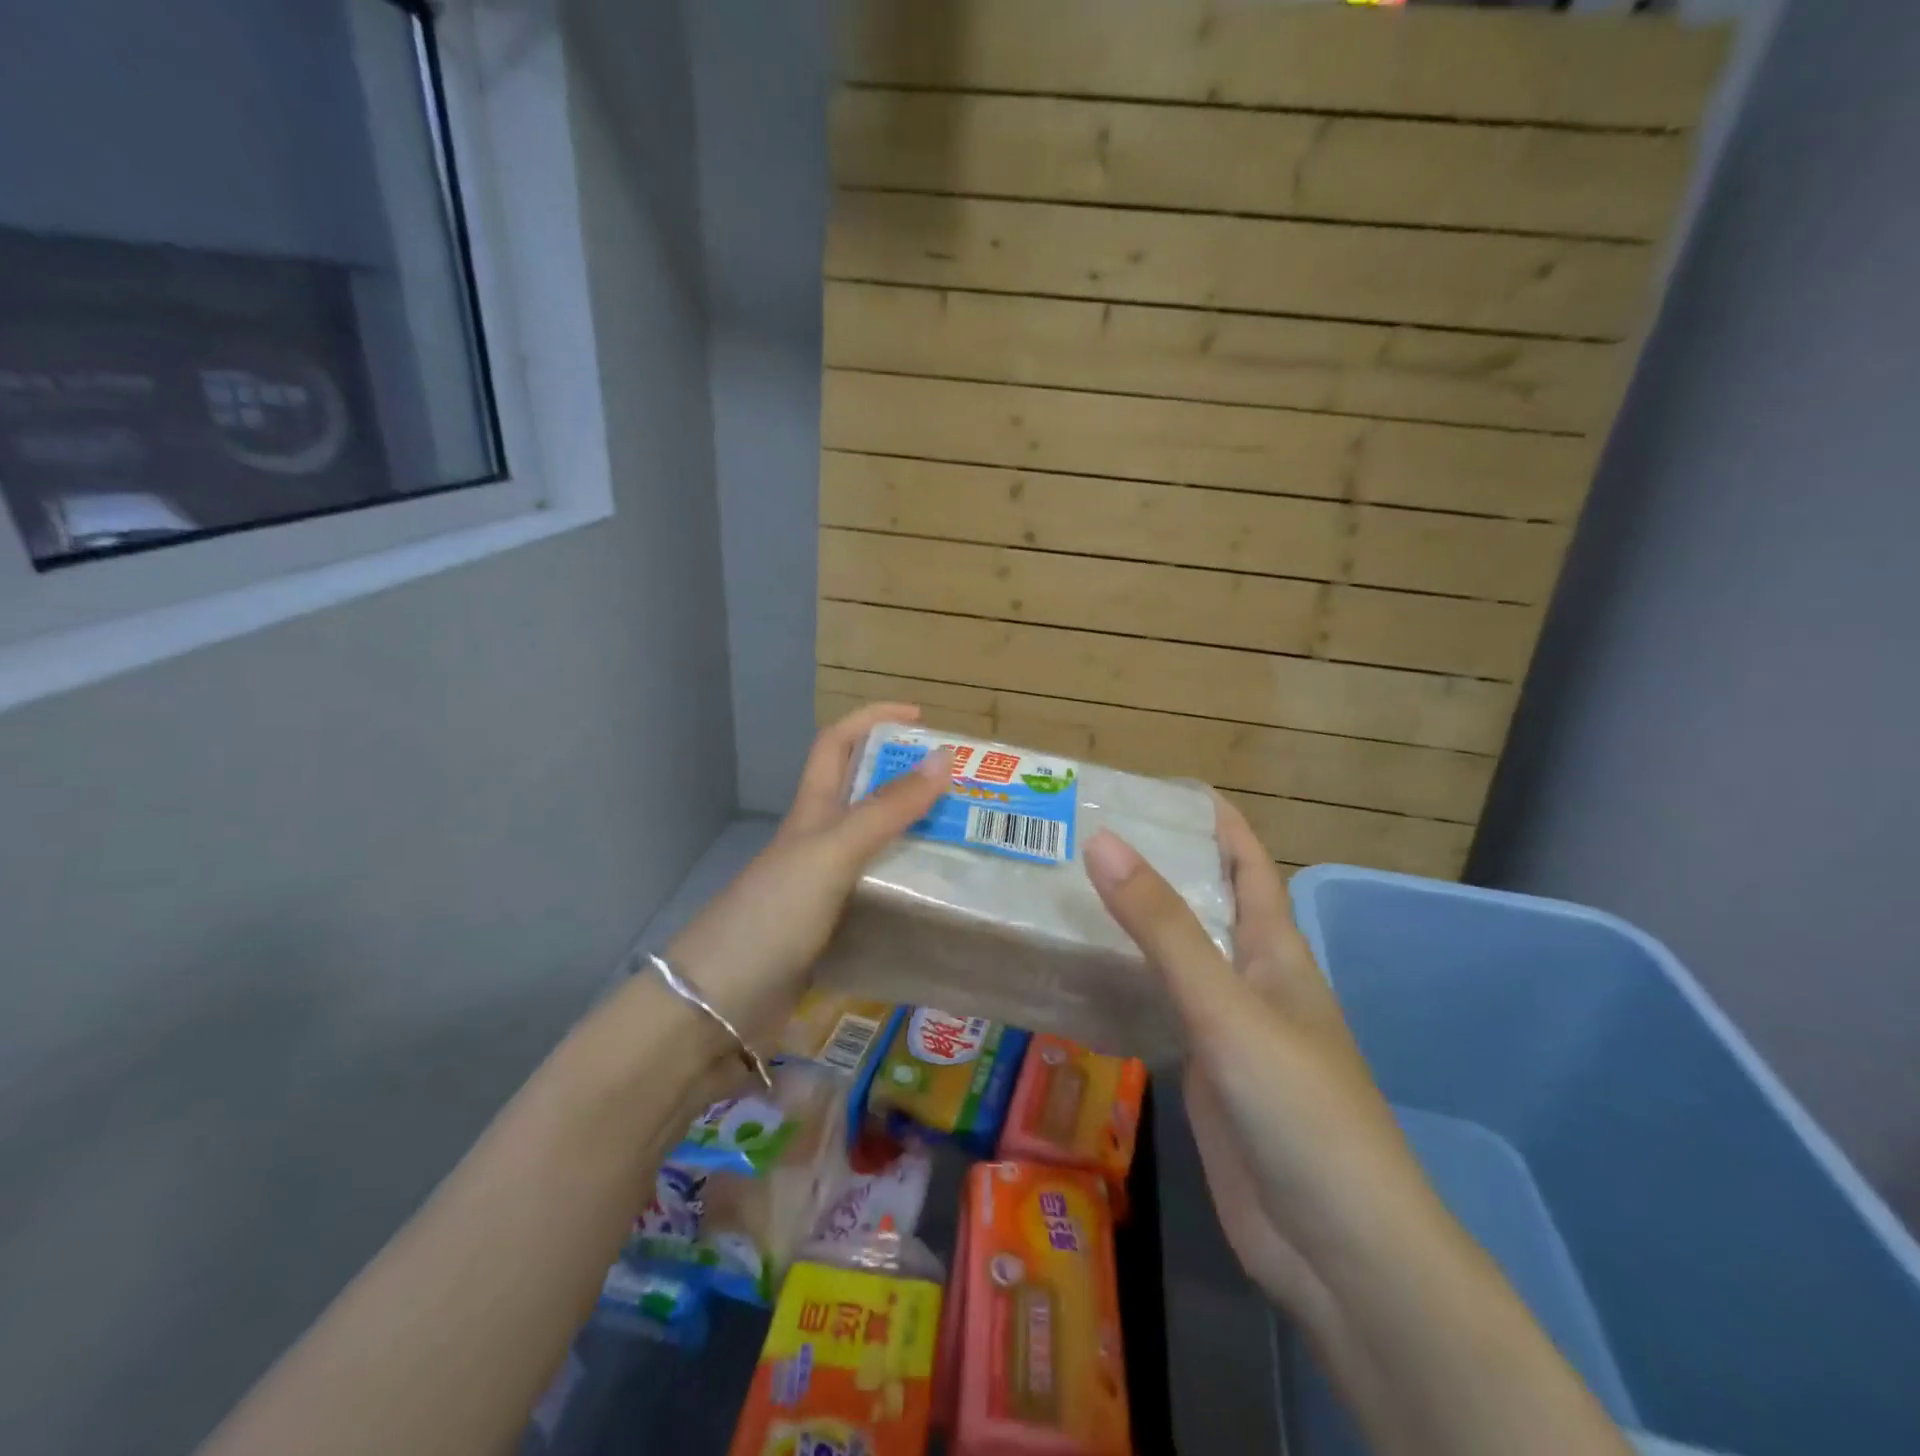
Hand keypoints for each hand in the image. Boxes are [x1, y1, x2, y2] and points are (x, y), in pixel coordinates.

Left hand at [666, 704, 951, 1045]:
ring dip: (916, 836)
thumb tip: (944, 758)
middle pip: (864, 794)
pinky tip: (941, 902)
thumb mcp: (832, 853)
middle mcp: (817, 843)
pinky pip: (879, 896)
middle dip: (909, 779)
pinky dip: (909, 889)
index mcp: (811, 812)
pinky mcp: (832, 931)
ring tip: (968, 842)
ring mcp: (822, 889)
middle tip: (965, 789)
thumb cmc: (771, 916)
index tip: (923, 719)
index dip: (874, 720)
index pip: (838, 743)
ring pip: (876, 847)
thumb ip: (886, 810)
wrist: (716, 1009)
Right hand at [1086, 803, 1633, 1455]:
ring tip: (1071, 889)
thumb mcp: (1226, 1005)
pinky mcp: (1203, 1072)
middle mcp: (1251, 978)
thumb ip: (1163, 928)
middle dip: (1159, 865)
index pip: (1248, 862)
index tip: (1161, 787)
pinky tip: (1083, 973)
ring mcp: (1227, 1028)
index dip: (1216, 820)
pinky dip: (1126, 982)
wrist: (1335, 1247)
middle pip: (1205, 904)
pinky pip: (1159, 1008)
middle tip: (1087, 835)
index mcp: (1275, 949)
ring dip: (1135, 923)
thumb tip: (1103, 843)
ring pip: (1177, 956)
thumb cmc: (1298, 1106)